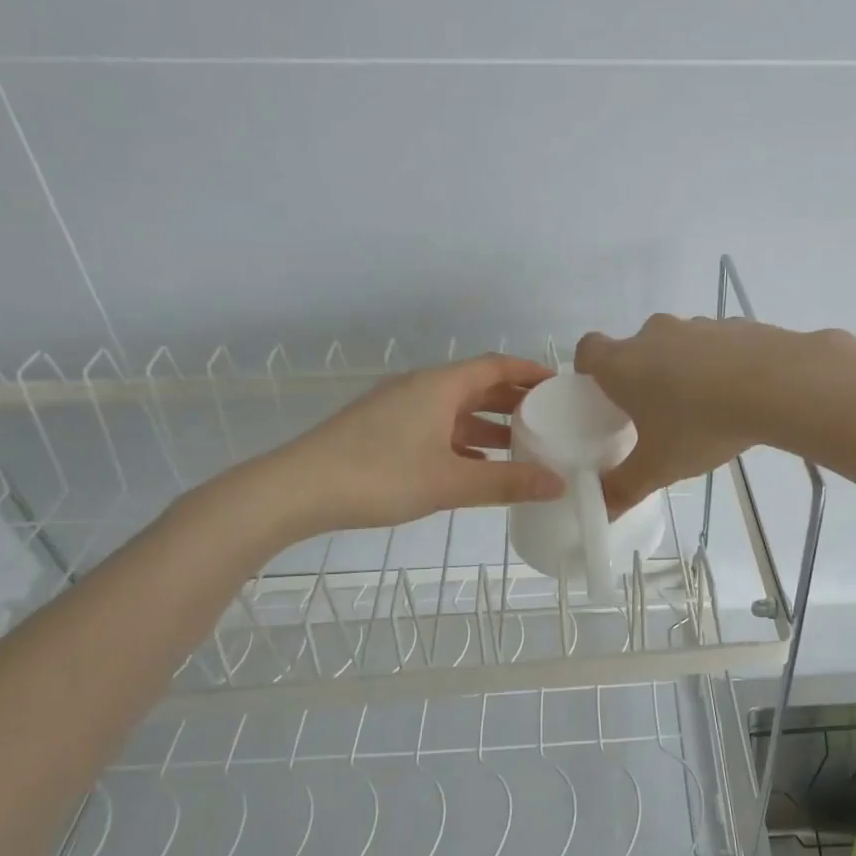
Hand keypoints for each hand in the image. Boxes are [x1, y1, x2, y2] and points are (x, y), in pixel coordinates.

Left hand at [256, 355, 564, 535]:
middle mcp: (420, 388)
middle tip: (549, 418)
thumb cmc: (379, 475)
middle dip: (513, 400)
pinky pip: (435, 427)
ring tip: (521, 446)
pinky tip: (476, 467)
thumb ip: (507, 483)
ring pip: (455, 410)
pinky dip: (462, 442)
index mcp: (439, 386)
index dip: (529, 372)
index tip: (559, 384)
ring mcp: (398, 409)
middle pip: (477, 386)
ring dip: (488, 425)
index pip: (495, 366)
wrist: (296, 489)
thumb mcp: (450, 482)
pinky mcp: (382, 430)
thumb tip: (558, 484)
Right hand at [576, 315, 844, 512]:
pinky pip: (718, 345)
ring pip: (678, 346)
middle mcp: (655, 335)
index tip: (603, 395)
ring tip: (705, 408)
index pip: (589, 350)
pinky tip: (740, 394)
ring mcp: (698, 325)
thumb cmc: (701, 425)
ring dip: (683, 369)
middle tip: (656, 414)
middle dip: (642, 377)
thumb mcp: (659, 467)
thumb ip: (625, 487)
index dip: (590, 370)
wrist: (776, 385)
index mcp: (624, 363)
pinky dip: (721, 364)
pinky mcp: (737, 325)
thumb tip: (602, 510)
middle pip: (636, 349)